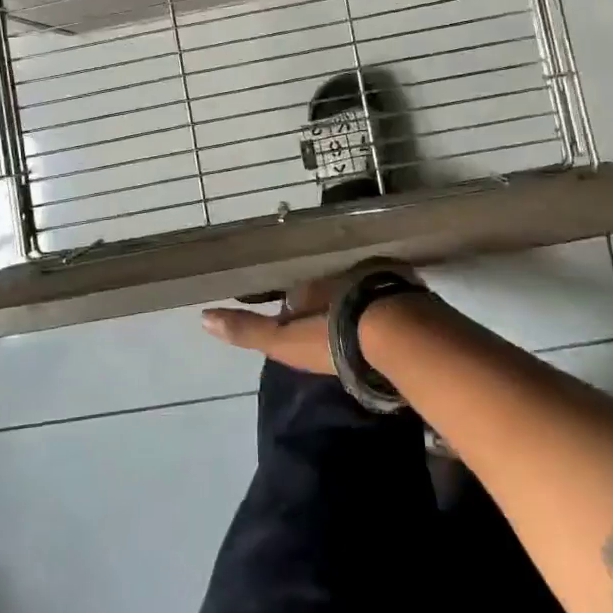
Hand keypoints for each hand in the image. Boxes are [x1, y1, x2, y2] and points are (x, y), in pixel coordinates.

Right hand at [202, 263, 425, 374]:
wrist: (399, 333)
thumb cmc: (335, 337)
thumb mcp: (284, 341)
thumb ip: (248, 330)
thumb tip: (203, 317)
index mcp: (312, 282)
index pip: (298, 291)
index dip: (296, 305)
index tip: (298, 322)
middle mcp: (343, 270)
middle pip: (331, 283)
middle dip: (329, 297)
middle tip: (331, 321)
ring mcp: (377, 275)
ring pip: (361, 284)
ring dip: (359, 297)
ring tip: (361, 320)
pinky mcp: (410, 287)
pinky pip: (392, 290)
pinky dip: (388, 301)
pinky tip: (393, 319)